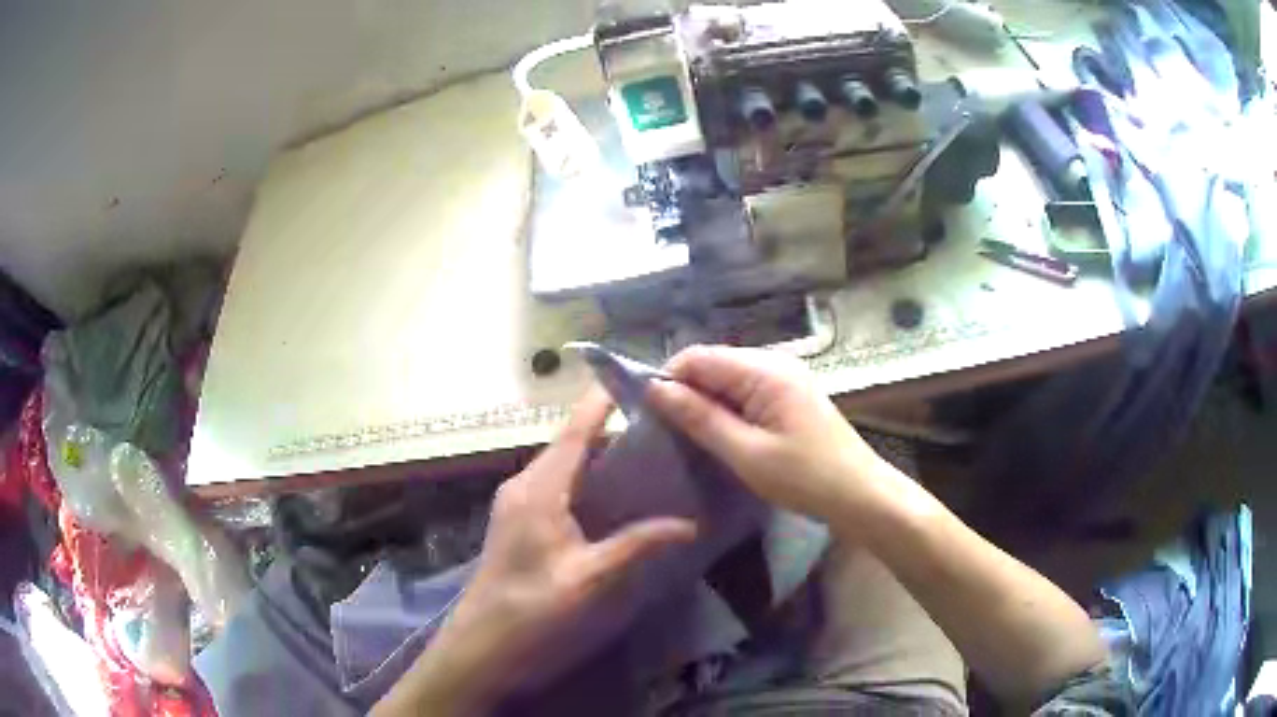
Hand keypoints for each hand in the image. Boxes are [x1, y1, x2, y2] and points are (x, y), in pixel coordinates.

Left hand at [375, 388, 695, 715]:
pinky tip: (619, 498)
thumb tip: (690, 523)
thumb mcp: (590, 580)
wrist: (480, 649)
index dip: (605, 400)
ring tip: (654, 456)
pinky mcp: (520, 523)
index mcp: (539, 488)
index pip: (576, 428)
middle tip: (666, 427)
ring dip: (603, 458)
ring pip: (566, 466)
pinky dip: (590, 482)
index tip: (644, 378)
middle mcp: (525, 485)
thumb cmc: (531, 613)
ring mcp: (519, 504)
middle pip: (573, 443)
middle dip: (615, 429)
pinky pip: (559, 487)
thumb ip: (638, 546)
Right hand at [646, 345, 887, 526]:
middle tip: (666, 432)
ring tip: (690, 437)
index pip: (699, 357)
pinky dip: (727, 410)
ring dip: (706, 403)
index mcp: (764, 370)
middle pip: (713, 365)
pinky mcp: (790, 395)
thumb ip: (700, 418)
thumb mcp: (746, 452)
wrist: (860, 494)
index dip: (668, 379)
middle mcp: (774, 363)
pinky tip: (721, 436)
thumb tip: (656, 389)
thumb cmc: (805, 477)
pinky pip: (746, 392)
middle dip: (686, 392)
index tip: (649, 414)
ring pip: (728, 380)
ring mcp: (785, 378)